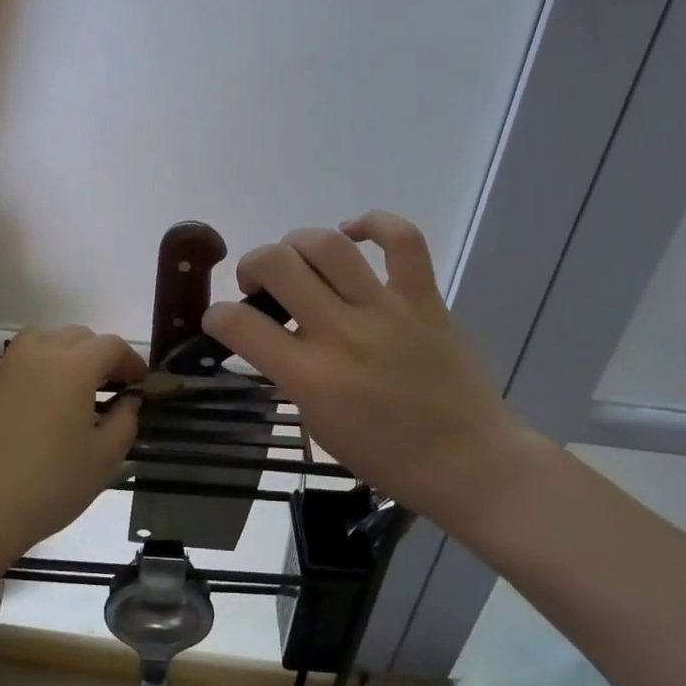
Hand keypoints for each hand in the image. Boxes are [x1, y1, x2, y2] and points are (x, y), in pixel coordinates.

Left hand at [0, 325, 145, 553]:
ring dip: (66, 353)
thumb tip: (127, 400)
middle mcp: (36, 353)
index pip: (111, 346)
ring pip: (43, 339)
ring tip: (75, 388)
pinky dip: (36, 367)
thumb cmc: (50, 484)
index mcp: (72, 365)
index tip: (140, 384)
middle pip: (77, 336)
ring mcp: (4, 366)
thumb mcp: (104, 458)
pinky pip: (17, 360)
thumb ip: (125, 420)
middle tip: (112, 387)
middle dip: (100, 355)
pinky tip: (39, 401)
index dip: (131, 361)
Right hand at [202, 211, 549, 527]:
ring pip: (328, 244)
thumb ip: (291, 376)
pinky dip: (373, 223)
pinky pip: (402, 240)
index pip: (240, 325)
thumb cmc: (387, 457)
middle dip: (252, 265)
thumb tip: (276, 338)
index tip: (220, 319)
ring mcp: (387, 310)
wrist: (469, 462)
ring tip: (297, 260)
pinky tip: (353, 232)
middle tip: (259, 285)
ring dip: (297, 243)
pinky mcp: (424, 299)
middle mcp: (343, 333)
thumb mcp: (318, 425)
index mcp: (311, 377)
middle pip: (278, 264)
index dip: (217, 315)